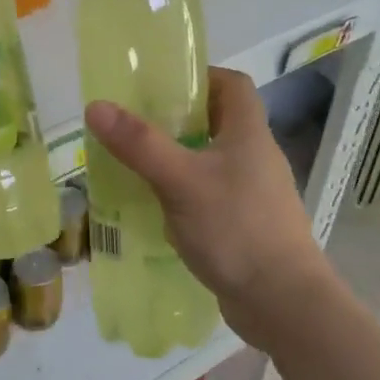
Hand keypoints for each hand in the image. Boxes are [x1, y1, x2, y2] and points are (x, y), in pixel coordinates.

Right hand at [84, 68, 331, 344]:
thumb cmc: (235, 228)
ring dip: (177, 159)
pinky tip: (156, 210)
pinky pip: (210, 196)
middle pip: (217, 121)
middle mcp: (256, 156)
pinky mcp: (246, 225)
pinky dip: (184, 194)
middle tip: (136, 125)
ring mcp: (254, 193)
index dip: (200, 76)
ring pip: (211, 161)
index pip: (233, 84)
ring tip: (136, 165)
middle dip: (177, 120)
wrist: (283, 302)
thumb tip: (96, 106)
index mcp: (249, 133)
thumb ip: (139, 144)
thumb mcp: (180, 180)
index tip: (162, 86)